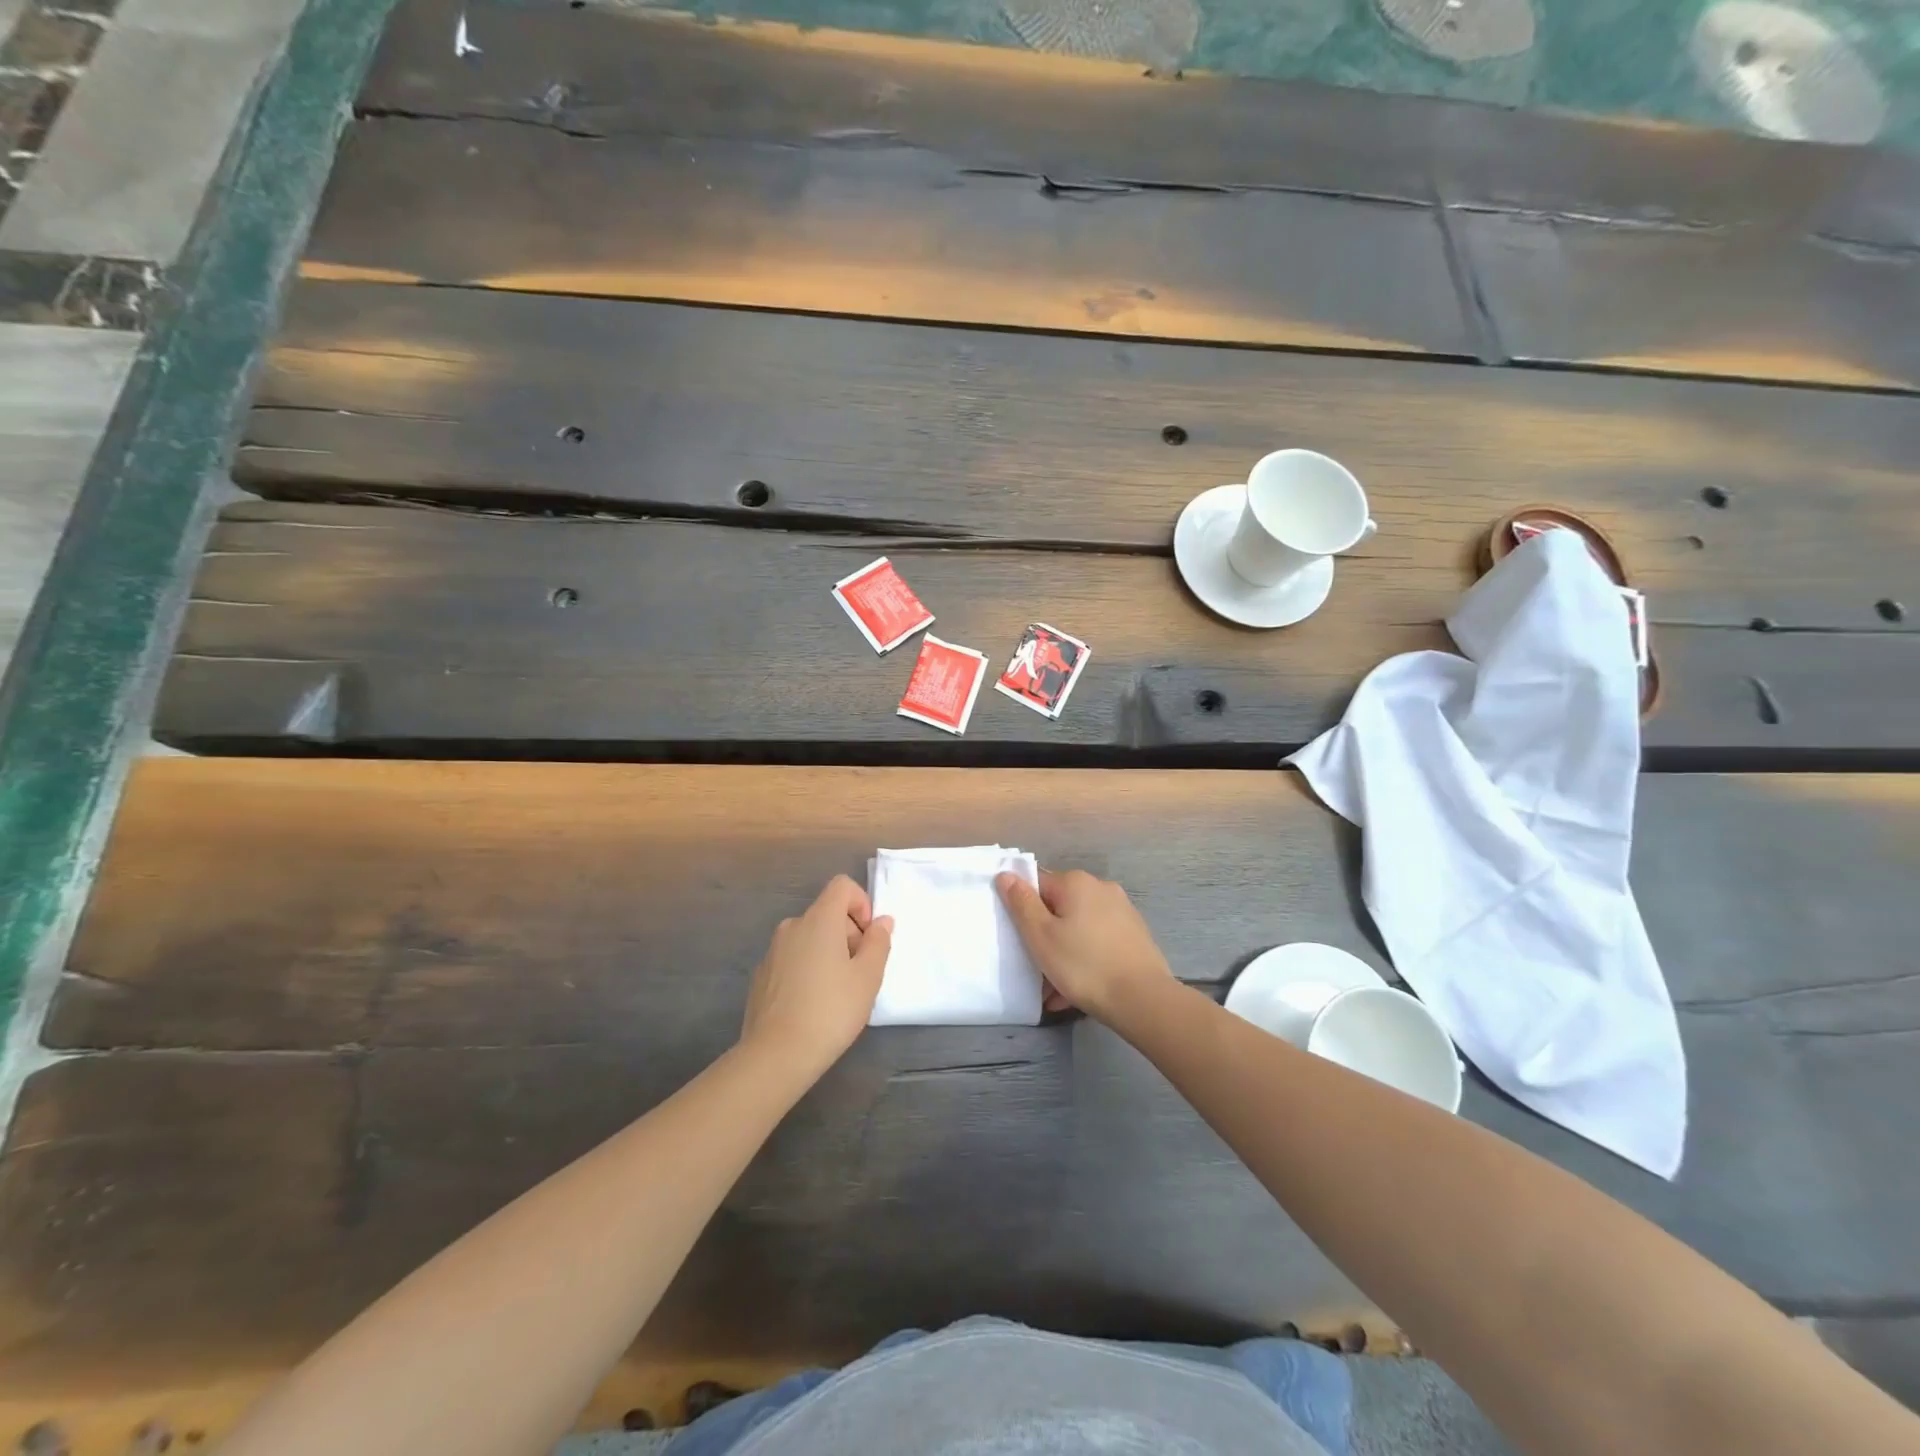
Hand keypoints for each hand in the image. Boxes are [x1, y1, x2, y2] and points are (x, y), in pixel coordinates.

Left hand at [741, 875, 891, 1077]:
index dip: (861, 904)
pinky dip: (807, 970)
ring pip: (809, 938)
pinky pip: (792, 960)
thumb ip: (878, 943)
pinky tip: (812, 1006)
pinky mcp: (761, 976)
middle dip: (849, 934)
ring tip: (837, 993)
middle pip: (827, 913)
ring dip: (828, 954)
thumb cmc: (830, 1010)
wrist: (776, 1055)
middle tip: (859, 974)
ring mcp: (772, 951)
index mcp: (819, 920)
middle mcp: (792, 926)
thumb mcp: (868, 977)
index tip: (868, 938)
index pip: (842, 886)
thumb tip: (881, 922)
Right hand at [995, 868, 1172, 1021]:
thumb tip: (1006, 875)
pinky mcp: (1135, 935)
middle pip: (1059, 908)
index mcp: (1076, 882)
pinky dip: (1085, 959)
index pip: (1037, 885)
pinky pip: (1098, 942)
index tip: (1020, 939)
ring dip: (1064, 953)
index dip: (1024, 910)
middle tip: (1036, 969)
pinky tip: (1077, 991)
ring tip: (1054, 991)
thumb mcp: (1041, 936)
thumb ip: (1021, 903)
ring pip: (1079, 929)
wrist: (1143, 999)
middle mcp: (1101, 888)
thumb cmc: (1084, 965)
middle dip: (1045, 937)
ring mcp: (1122, 911)